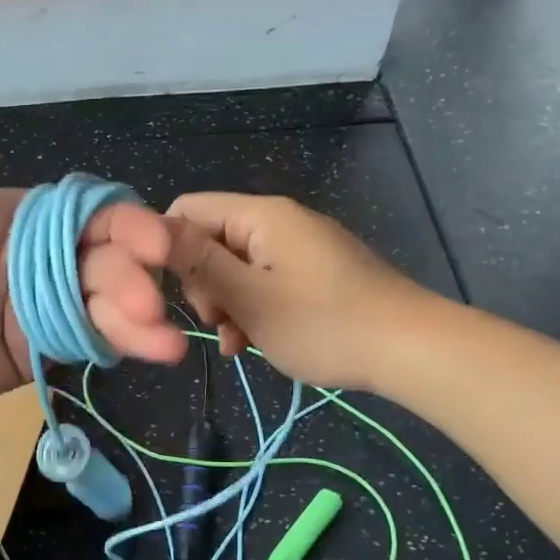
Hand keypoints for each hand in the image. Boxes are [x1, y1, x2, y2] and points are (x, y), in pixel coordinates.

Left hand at [0, 18, 185, 414]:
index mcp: (22, 215)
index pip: (91, 210)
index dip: (127, 222)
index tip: (153, 242)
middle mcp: (44, 257)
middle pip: (109, 258)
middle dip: (134, 277)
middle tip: (149, 302)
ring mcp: (46, 305)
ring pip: (108, 303)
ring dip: (140, 318)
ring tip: (166, 343)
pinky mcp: (43, 347)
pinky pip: (90, 341)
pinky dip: (124, 345)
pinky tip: (156, 353)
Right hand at [165, 193, 429, 391]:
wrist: (411, 349)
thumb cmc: (324, 324)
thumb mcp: (250, 298)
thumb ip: (198, 262)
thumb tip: (147, 227)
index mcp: (261, 216)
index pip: (187, 210)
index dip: (167, 249)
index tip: (170, 295)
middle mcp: (278, 222)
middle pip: (210, 241)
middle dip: (203, 285)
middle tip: (219, 323)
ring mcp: (298, 248)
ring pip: (235, 269)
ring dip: (227, 306)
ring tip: (239, 342)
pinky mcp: (314, 274)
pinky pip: (264, 283)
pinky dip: (252, 310)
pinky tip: (254, 343)